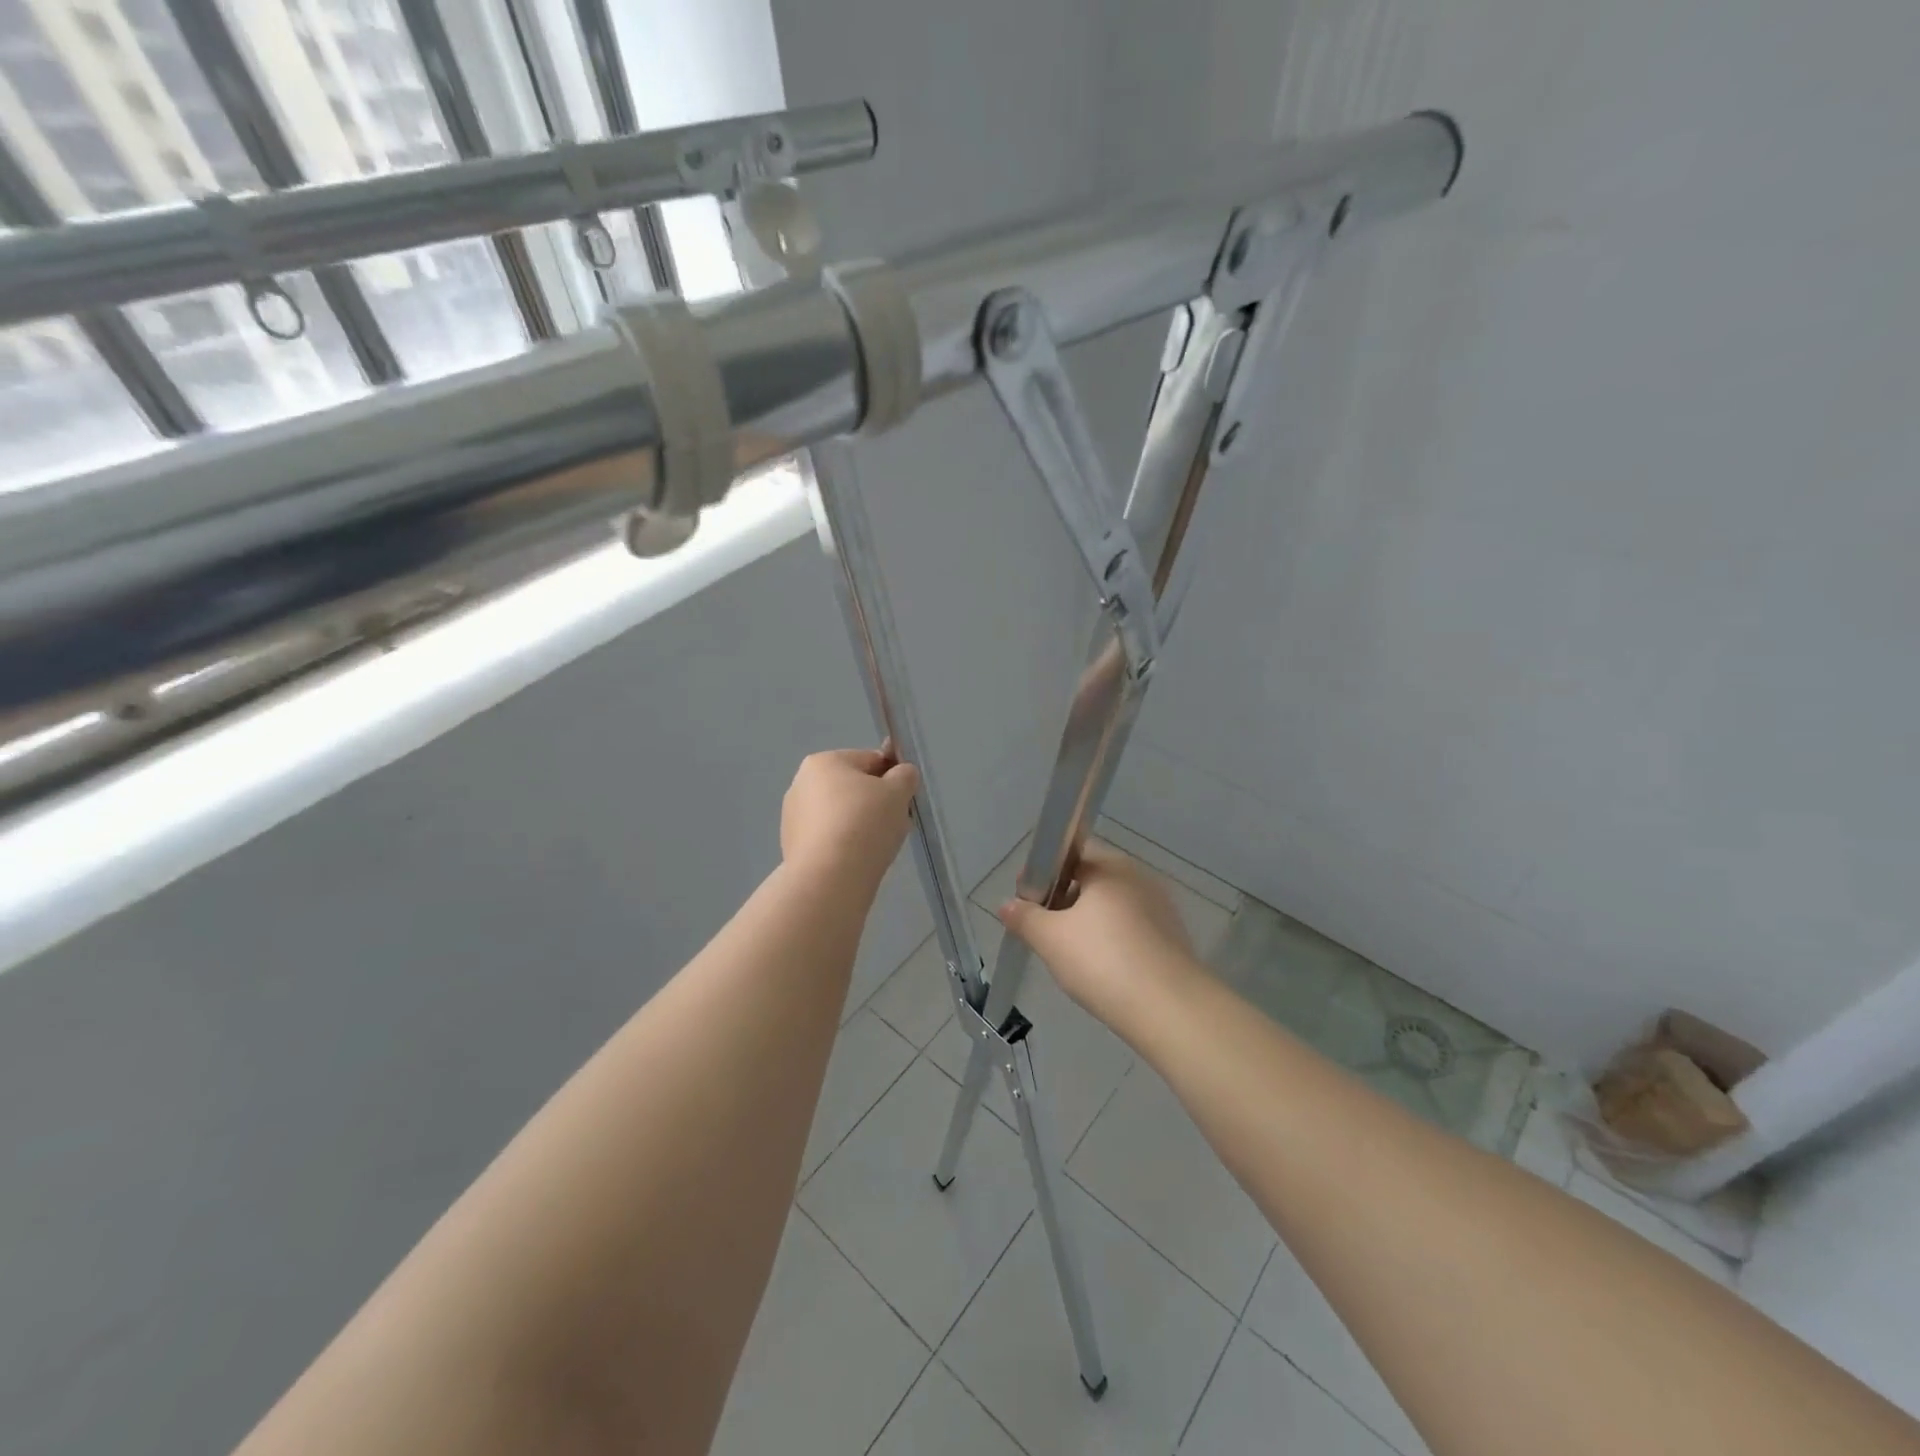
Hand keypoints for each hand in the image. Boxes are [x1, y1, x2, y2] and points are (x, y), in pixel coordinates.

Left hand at [781, 748, 920, 892]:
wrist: (830, 878)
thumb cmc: (865, 823)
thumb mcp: (898, 792)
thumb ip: (905, 776)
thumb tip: (902, 774)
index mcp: (823, 761)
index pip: (870, 760)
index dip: (893, 778)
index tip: (904, 800)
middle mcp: (801, 784)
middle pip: (853, 788)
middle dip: (877, 804)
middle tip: (895, 825)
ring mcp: (793, 817)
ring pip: (841, 815)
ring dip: (862, 825)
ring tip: (878, 847)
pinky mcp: (792, 847)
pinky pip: (829, 838)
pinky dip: (845, 845)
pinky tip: (858, 861)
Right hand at [997, 843, 1200, 1025]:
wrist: (1169, 1008)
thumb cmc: (1102, 961)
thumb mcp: (1050, 939)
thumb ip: (1025, 917)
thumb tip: (1007, 905)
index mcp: (1110, 866)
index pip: (1070, 852)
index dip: (1043, 872)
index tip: (1026, 897)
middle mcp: (1138, 877)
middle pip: (1091, 878)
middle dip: (1063, 898)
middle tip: (1042, 929)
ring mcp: (1160, 907)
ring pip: (1111, 905)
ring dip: (1087, 921)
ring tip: (1068, 954)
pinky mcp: (1171, 937)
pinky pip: (1131, 928)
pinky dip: (1111, 940)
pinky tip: (1100, 968)